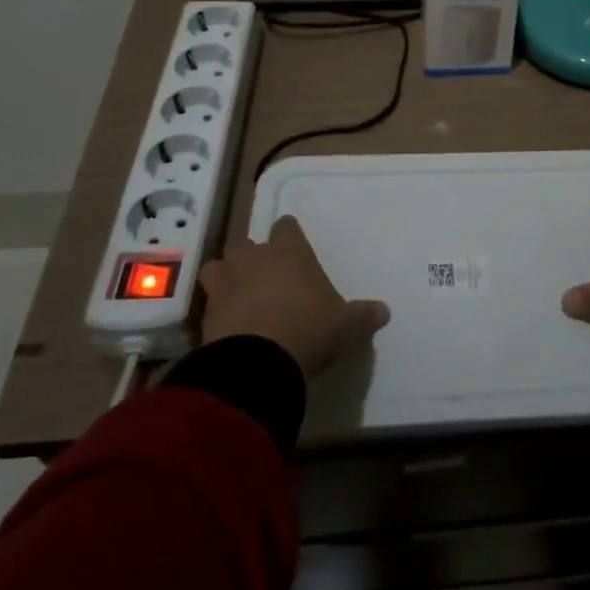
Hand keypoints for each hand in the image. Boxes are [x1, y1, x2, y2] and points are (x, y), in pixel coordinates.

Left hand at [199, 216, 389, 378]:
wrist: (257, 363)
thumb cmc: (309, 329)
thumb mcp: (347, 325)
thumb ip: (364, 315)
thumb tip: (384, 311)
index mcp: (289, 251)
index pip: (286, 227)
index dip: (288, 235)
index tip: (292, 244)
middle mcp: (254, 258)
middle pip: (247, 244)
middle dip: (253, 258)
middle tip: (266, 277)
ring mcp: (225, 283)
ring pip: (219, 267)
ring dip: (227, 278)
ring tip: (238, 297)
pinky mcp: (204, 312)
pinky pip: (208, 302)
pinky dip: (216, 310)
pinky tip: (227, 326)